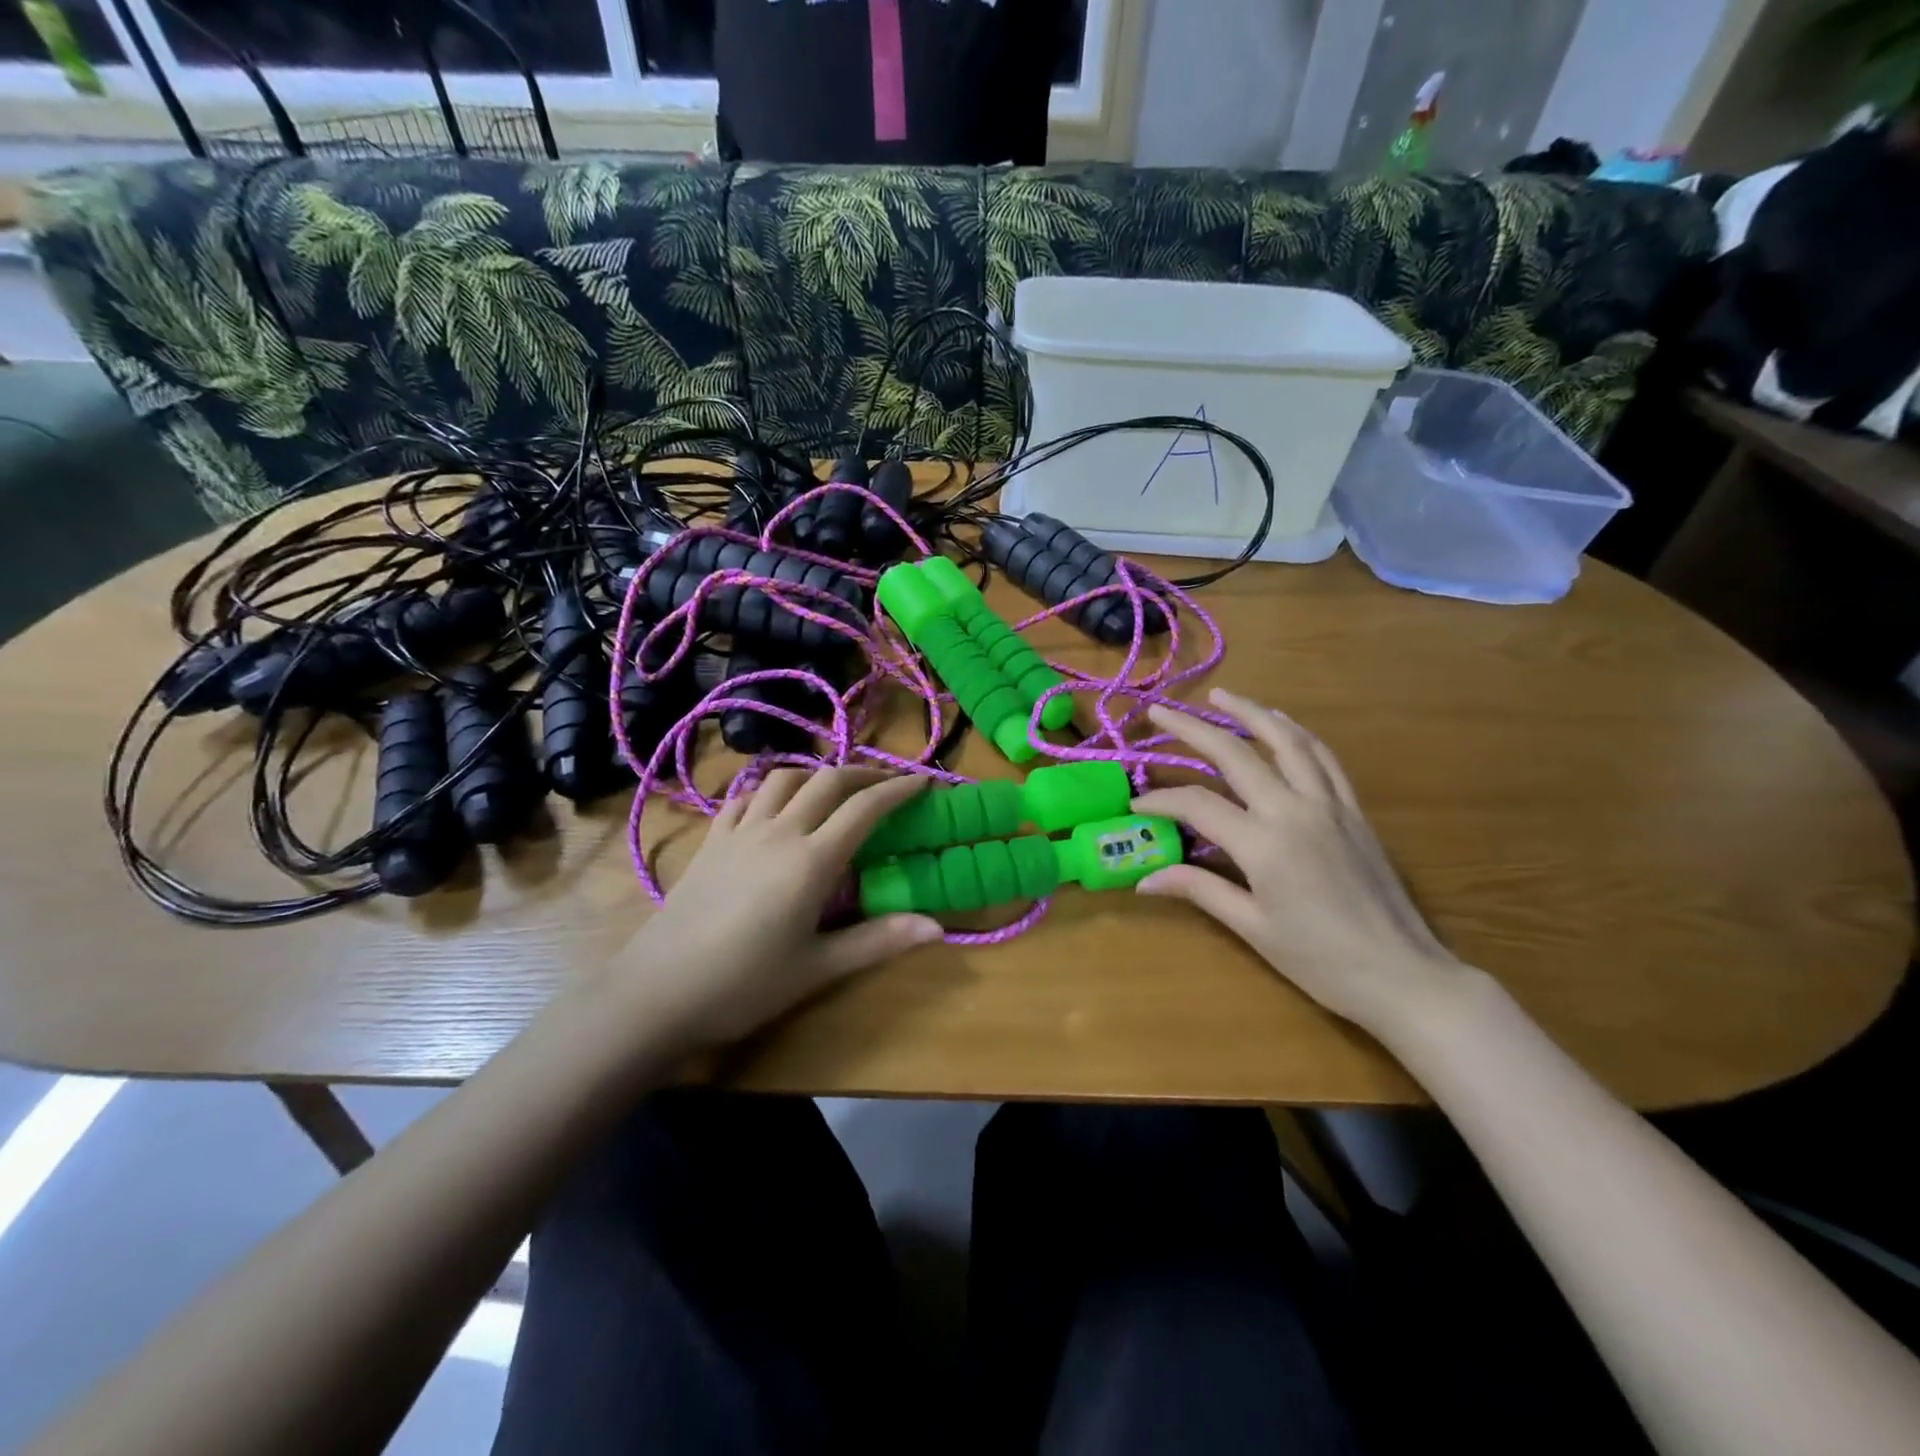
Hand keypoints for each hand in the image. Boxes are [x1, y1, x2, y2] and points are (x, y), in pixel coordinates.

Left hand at [607, 768, 943, 1047]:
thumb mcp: (818, 967)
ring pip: (784, 778)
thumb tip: (938, 927)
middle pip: (827, 780)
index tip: (924, 781)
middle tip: (887, 783)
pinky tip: (775, 806)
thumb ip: (878, 941)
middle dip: (863, 773)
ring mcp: (739, 831)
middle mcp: (778, 831)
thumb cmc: (745, 984)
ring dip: (816, 774)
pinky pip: (745, 797)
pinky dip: (771, 790)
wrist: (658, 991)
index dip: (898, 789)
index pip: (864, 807)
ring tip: (833, 790)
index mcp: (811, 860)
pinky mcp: (711, 840)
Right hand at [1133, 689, 1472, 1038]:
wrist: (1403, 974)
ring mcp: (1328, 804)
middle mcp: (1294, 810)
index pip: (1197, 805)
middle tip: (1159, 711)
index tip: (1135, 804)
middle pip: (1235, 754)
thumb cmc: (1320, 960)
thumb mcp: (1252, 927)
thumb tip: (1144, 879)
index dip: (1160, 800)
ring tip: (1221, 696)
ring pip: (1286, 741)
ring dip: (1250, 713)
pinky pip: (1323, 758)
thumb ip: (1199, 889)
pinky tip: (1281, 724)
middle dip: (1191, 729)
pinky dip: (1297, 733)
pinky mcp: (1353, 809)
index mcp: (1264, 844)